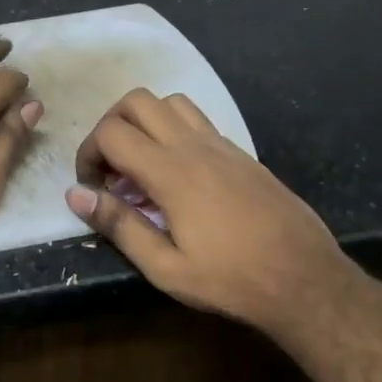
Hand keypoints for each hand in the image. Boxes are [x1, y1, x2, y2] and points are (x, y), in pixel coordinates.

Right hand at [65, 88, 351, 337]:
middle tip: (110, 168)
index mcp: (172, 173)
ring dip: (144, 122)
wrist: (306, 280)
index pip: (112, 133)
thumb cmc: (231, 280)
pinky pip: (197, 121)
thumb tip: (75, 194)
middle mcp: (195, 146)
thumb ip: (119, 225)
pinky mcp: (241, 154)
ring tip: (141, 165)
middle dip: (110, 126)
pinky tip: (177, 175)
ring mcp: (222, 145)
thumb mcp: (165, 268)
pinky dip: (173, 131)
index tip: (91, 188)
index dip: (88, 153)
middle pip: (137, 101)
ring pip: (170, 102)